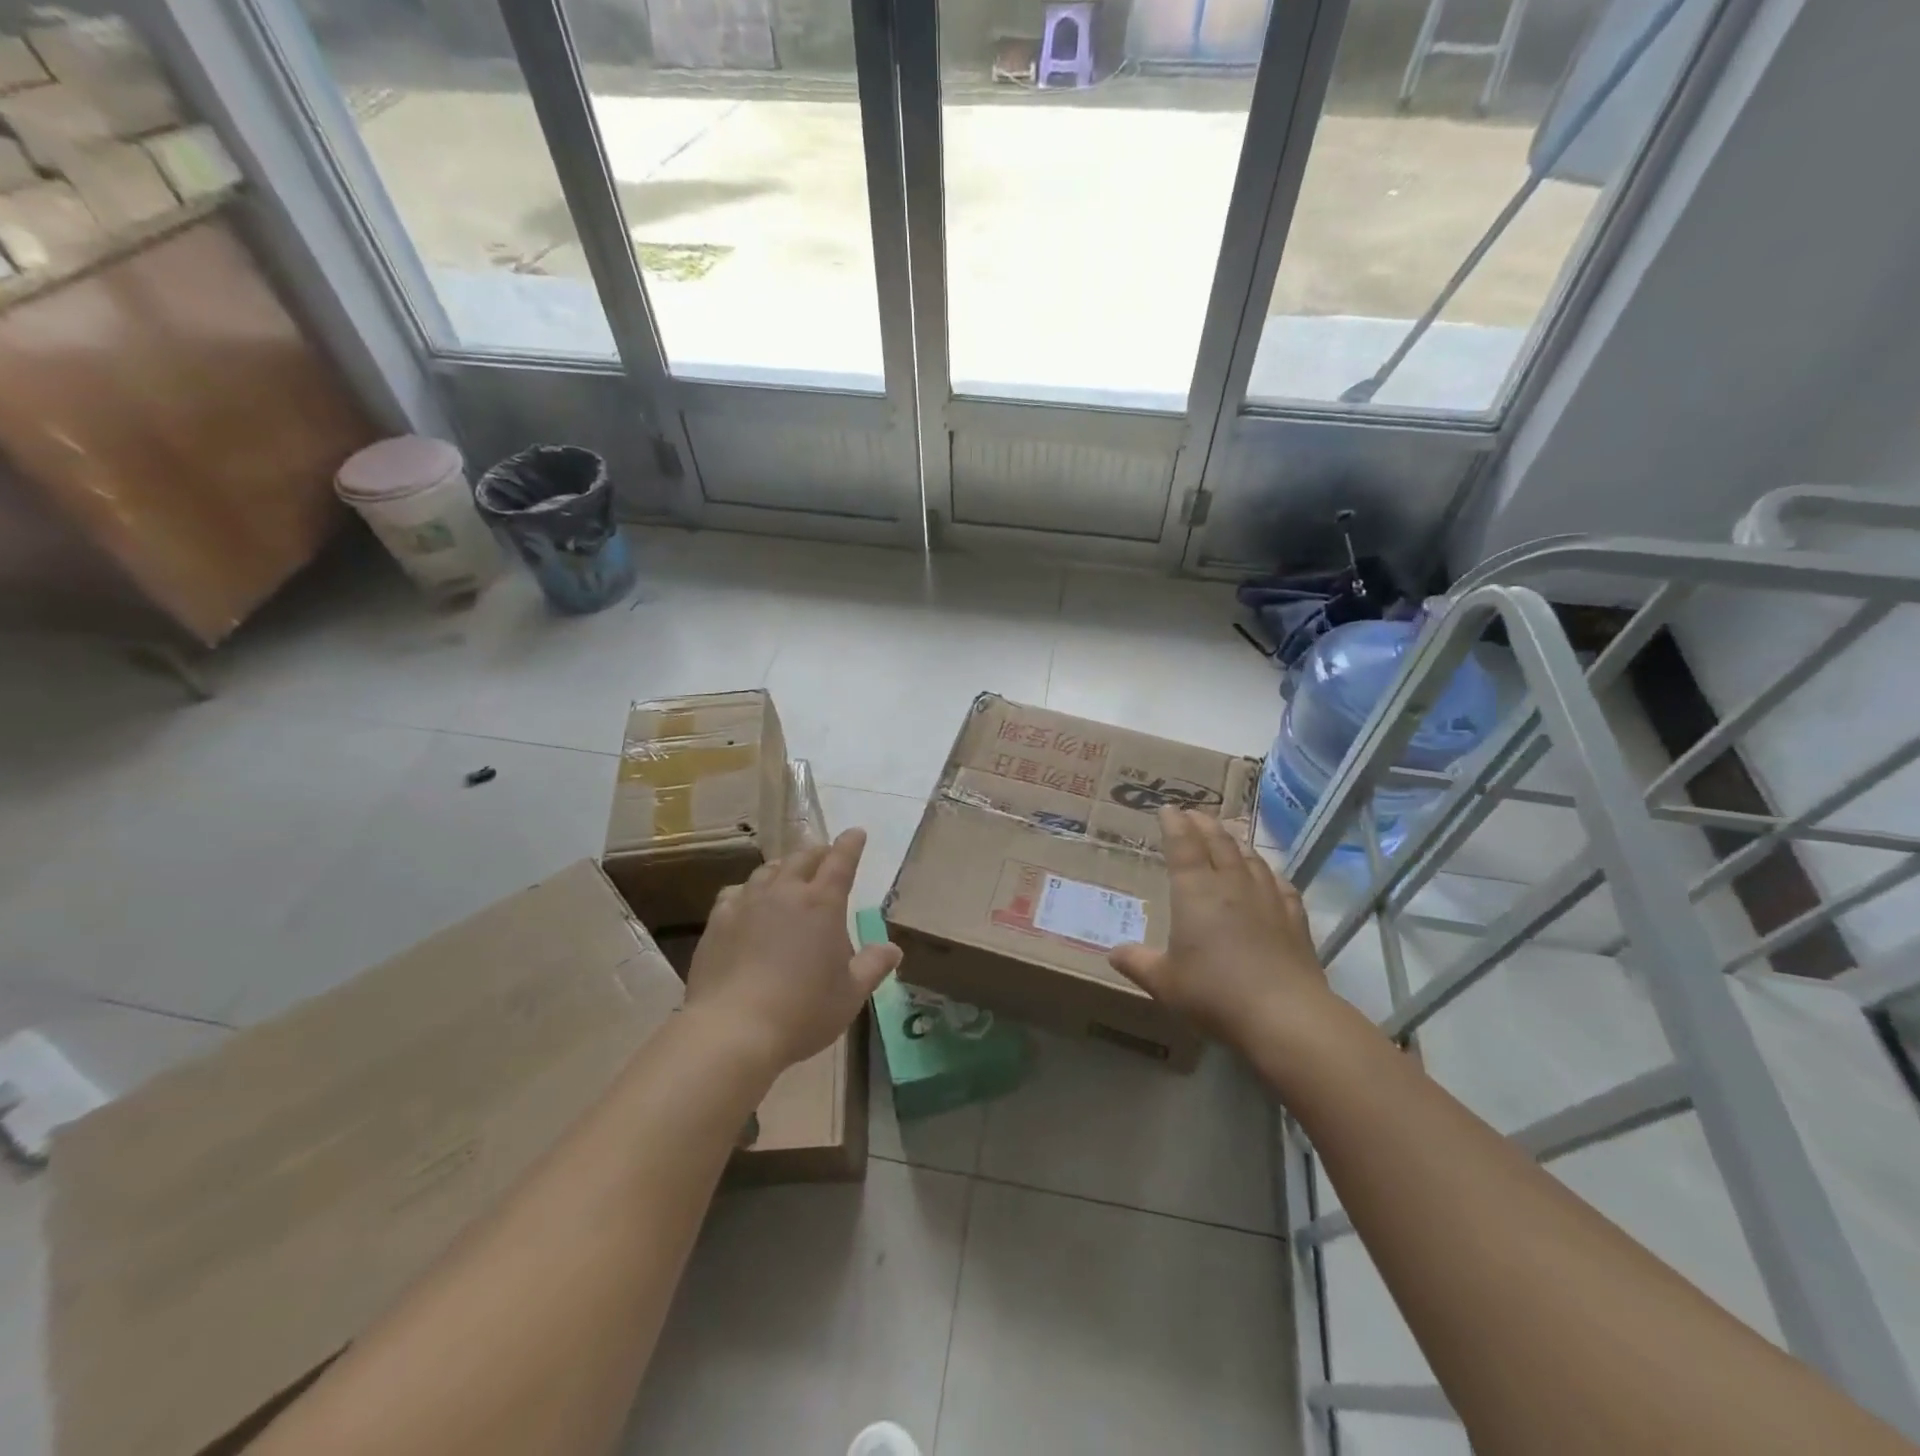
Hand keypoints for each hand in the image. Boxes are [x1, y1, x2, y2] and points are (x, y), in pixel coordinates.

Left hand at [684, 828, 901, 1073]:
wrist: (733, 1030)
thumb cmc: (803, 1012)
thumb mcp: (850, 994)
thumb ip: (873, 966)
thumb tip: (893, 948)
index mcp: (822, 904)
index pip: (841, 861)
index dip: (850, 844)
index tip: (856, 833)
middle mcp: (785, 893)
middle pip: (803, 858)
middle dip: (818, 852)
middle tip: (825, 856)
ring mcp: (747, 904)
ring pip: (768, 871)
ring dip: (784, 867)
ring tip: (788, 873)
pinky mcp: (718, 921)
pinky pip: (736, 892)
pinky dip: (749, 889)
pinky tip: (748, 900)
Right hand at [1108, 808, 1329, 1050]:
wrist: (1284, 1015)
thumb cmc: (1214, 993)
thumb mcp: (1164, 983)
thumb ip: (1138, 963)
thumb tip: (1113, 953)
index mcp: (1195, 892)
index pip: (1182, 845)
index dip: (1174, 824)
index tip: (1167, 808)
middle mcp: (1231, 885)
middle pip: (1218, 842)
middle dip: (1203, 824)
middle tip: (1193, 813)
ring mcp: (1268, 899)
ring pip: (1250, 858)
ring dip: (1235, 842)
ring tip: (1227, 836)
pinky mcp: (1295, 919)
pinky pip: (1281, 884)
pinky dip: (1269, 873)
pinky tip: (1269, 876)